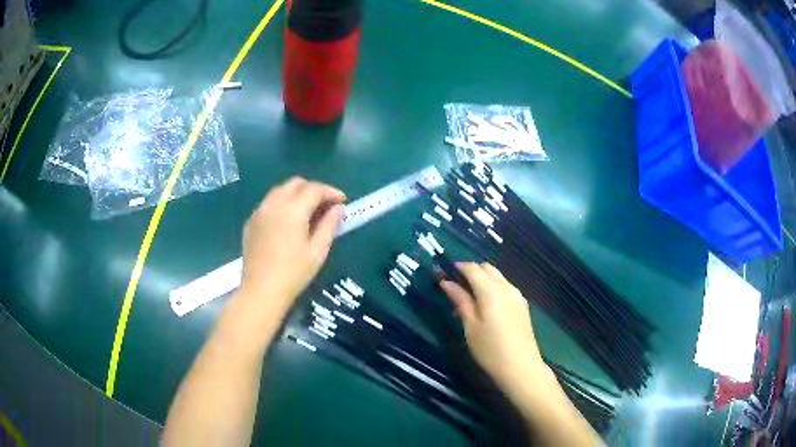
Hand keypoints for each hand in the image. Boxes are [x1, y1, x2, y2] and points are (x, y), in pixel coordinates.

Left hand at [239, 177, 345, 316]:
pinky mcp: (251, 222)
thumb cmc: (294, 274)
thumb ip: (329, 225)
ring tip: (307, 211)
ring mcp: (259, 211)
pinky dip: (282, 204)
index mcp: (293, 210)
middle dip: (313, 189)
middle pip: (296, 183)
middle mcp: (274, 204)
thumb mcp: (318, 251)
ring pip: (280, 190)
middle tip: (325, 204)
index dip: (331, 192)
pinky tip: (287, 221)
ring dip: (296, 194)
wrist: (261, 291)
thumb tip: (338, 208)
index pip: (314, 189)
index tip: (342, 201)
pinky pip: (268, 203)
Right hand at [440, 262, 547, 388]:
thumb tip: (446, 282)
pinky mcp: (522, 305)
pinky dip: (493, 288)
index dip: (457, 267)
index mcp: (491, 291)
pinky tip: (487, 306)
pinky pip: (505, 287)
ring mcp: (517, 296)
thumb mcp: (470, 327)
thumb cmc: (490, 350)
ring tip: (470, 298)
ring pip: (498, 277)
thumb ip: (460, 301)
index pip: (473, 268)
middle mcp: (507, 288)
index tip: (443, 273)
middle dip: (471, 271)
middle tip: (455, 287)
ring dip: (483, 279)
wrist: (521, 367)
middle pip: (487, 268)